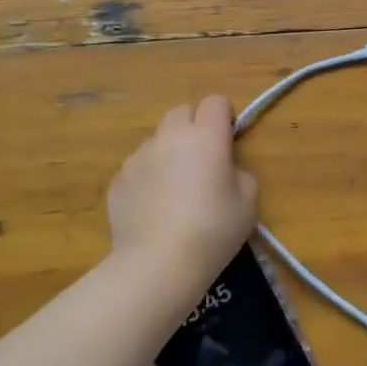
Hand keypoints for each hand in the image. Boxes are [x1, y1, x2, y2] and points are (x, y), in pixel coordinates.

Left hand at [107, 96, 257, 300]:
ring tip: (175, 191)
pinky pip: (138, 169)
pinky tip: (154, 210)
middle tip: (202, 160)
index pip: (215, 102)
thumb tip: (226, 170)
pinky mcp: (118, 180)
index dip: (224, 117)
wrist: (157, 263)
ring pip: (157, 141)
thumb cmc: (213, 230)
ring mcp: (139, 157)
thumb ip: (240, 174)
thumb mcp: (248, 203)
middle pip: (181, 112)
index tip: (228, 140)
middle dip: (193, 127)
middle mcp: (170, 137)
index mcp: (206, 136)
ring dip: (168, 153)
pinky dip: (147, 179)